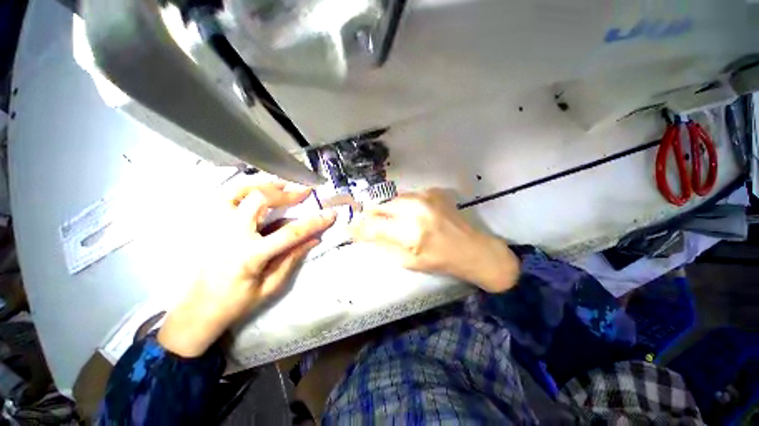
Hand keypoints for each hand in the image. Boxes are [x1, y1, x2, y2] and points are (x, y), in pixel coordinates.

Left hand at [158, 182, 336, 356]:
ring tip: (282, 186)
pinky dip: (244, 189)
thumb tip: (314, 239)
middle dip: (286, 193)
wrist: (197, 311)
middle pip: (259, 200)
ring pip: (238, 191)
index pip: (290, 233)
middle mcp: (230, 235)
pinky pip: (225, 197)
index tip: (331, 214)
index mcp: (249, 255)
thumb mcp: (270, 286)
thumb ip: (292, 258)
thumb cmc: (235, 303)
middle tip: (304, 192)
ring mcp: (215, 226)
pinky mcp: (208, 225)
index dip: (314, 222)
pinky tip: (257, 191)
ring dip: (264, 185)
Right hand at [349, 189, 518, 292]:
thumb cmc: (442, 261)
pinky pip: (407, 196)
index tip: (349, 228)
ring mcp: (425, 196)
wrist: (474, 249)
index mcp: (410, 232)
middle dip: (371, 216)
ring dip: (386, 210)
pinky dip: (402, 205)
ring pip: (392, 199)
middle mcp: (415, 209)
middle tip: (370, 224)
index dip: (358, 228)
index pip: (373, 226)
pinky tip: (410, 215)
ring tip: (392, 221)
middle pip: (380, 206)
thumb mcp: (409, 262)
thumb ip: (384, 245)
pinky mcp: (432, 191)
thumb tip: (364, 234)